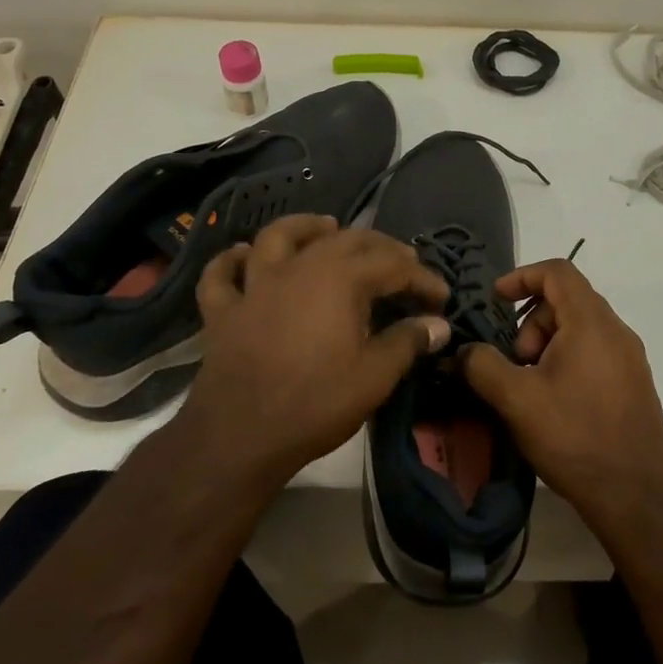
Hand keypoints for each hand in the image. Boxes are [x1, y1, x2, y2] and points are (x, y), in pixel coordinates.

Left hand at [177, 215, 450, 487]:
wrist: (239, 437)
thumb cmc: (315, 403)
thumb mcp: (374, 376)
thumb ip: (407, 342)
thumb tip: (439, 325)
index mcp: (340, 279)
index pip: (393, 265)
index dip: (422, 278)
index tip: (441, 299)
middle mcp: (299, 268)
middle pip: (345, 240)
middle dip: (379, 247)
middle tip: (402, 263)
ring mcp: (256, 286)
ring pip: (278, 237)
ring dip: (305, 227)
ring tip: (327, 226)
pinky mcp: (224, 310)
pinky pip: (222, 275)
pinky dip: (230, 261)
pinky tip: (241, 254)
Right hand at [460, 259, 662, 535]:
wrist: (638, 497)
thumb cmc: (575, 437)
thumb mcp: (517, 400)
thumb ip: (483, 366)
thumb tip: (465, 350)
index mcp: (591, 322)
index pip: (558, 271)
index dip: (522, 276)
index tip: (497, 300)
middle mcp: (616, 331)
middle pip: (567, 300)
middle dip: (532, 322)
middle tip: (516, 363)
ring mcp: (630, 358)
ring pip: (581, 328)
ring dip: (548, 344)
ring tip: (532, 387)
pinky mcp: (635, 384)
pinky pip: (596, 351)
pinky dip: (569, 359)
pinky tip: (556, 402)